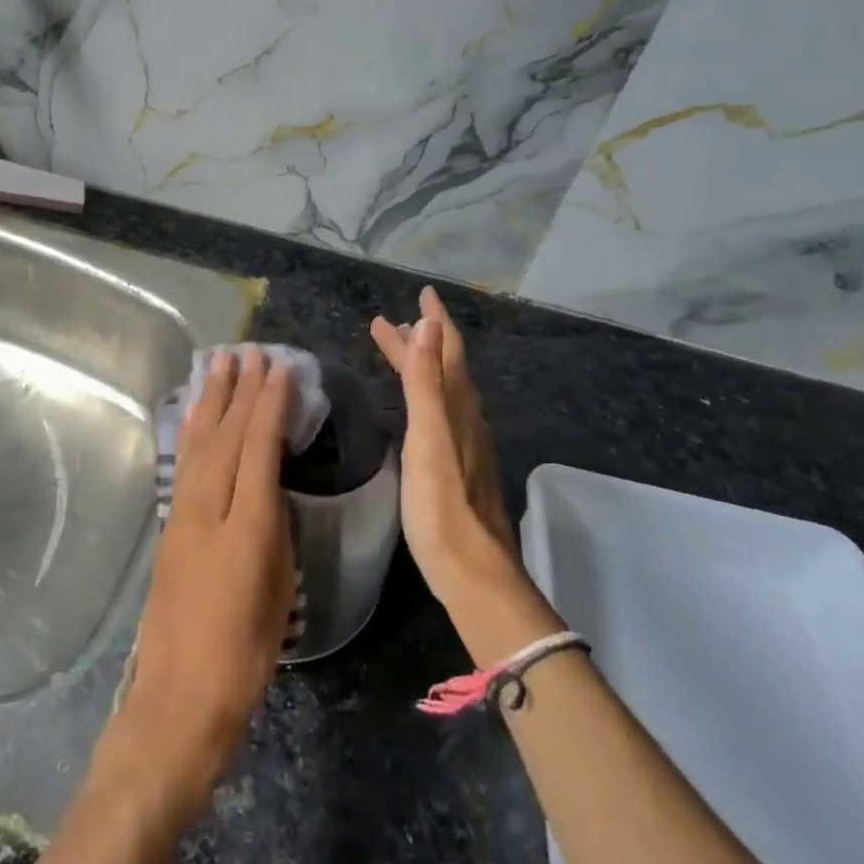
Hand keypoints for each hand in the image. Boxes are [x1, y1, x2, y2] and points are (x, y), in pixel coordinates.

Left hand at [120, 350, 294, 806]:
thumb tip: (271, 489)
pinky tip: (194, 413)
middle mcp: (209, 509)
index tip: (280, 370)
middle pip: (226, 435)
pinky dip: (192, 430)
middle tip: (251, 352)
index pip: (258, 448)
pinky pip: (184, 463)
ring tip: (220, 363)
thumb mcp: (279, 590)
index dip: (270, 405)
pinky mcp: (169, 526)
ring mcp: (183, 515)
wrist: (179, 696)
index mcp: (246, 526)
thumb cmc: (243, 654)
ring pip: (199, 442)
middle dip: (240, 390)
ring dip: (211, 399)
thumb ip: (275, 529)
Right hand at [372, 287, 562, 664]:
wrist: (472, 569)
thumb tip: (429, 325)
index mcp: (457, 405)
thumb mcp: (428, 436)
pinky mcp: (457, 465)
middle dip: (419, 341)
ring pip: (442, 389)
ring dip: (421, 365)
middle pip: (443, 366)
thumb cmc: (441, 503)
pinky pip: (440, 411)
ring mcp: (464, 443)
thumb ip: (426, 381)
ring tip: (400, 352)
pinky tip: (417, 407)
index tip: (424, 293)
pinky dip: (424, 393)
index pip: (448, 349)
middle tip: (390, 322)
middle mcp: (465, 417)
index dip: (436, 321)